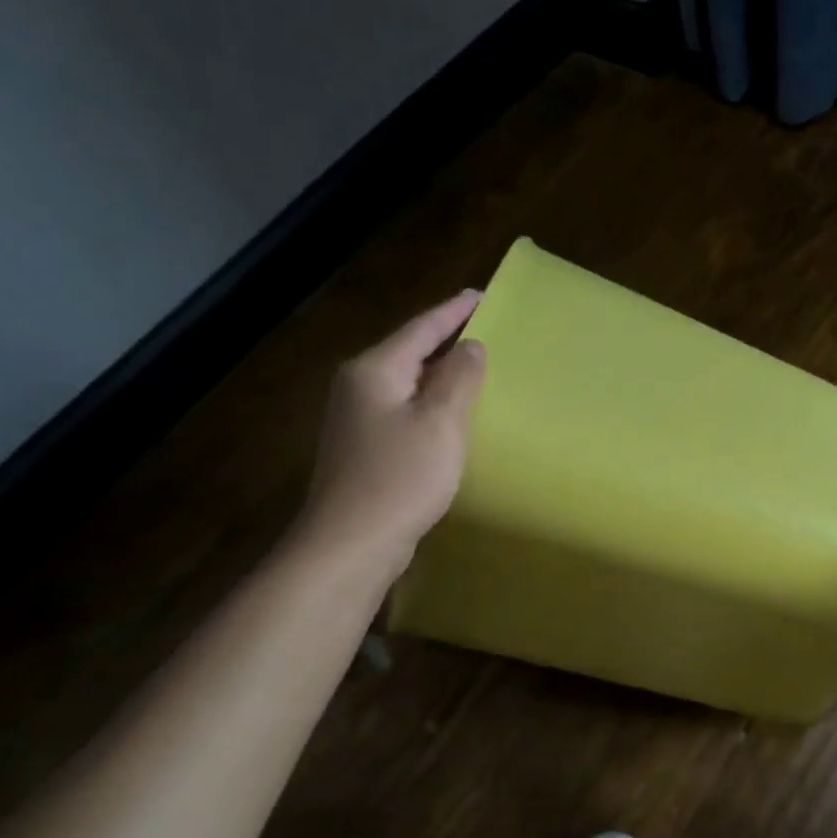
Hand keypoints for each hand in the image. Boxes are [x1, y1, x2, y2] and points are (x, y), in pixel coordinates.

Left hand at [292, 292, 487, 577]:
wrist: (352, 542)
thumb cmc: (401, 477)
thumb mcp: (442, 422)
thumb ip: (460, 378)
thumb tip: (471, 346)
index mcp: (375, 371)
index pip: (420, 329)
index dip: (453, 312)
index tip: (481, 295)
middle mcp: (359, 386)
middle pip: (409, 352)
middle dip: (445, 339)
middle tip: (484, 329)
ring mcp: (356, 419)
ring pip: (407, 382)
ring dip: (439, 374)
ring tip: (474, 367)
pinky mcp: (363, 448)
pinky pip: (404, 410)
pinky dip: (430, 403)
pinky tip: (450, 415)